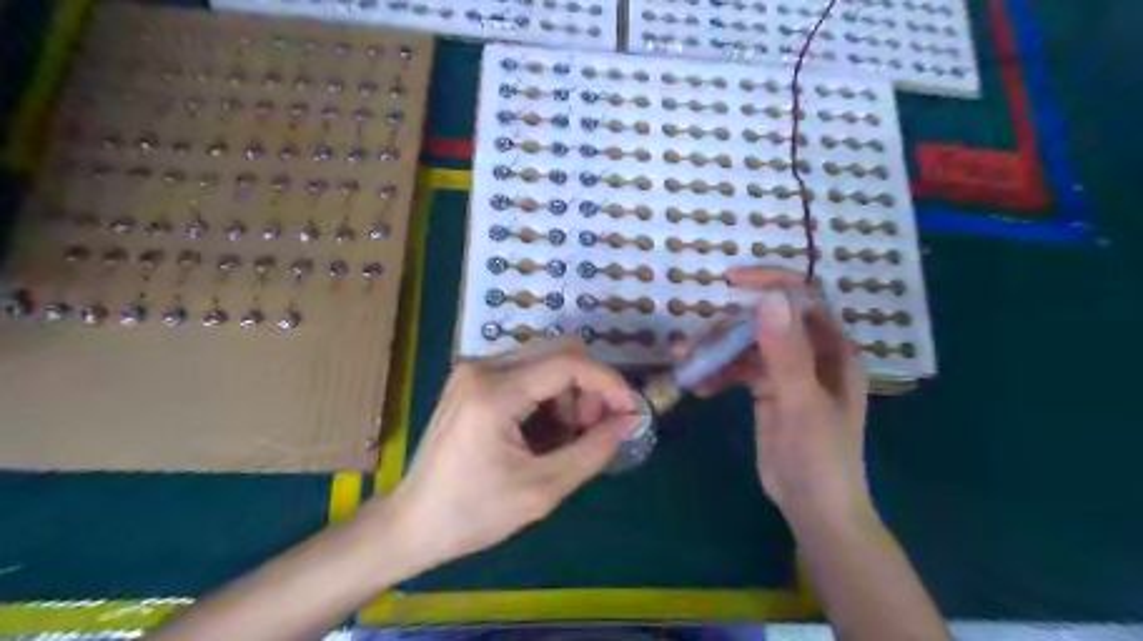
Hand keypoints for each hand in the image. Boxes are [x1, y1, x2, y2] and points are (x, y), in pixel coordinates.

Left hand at [391, 337, 641, 569]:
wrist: (412, 523)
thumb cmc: (473, 513)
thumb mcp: (542, 490)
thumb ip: (593, 451)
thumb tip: (630, 421)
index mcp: (494, 392)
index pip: (568, 363)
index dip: (608, 382)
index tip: (630, 410)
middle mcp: (482, 367)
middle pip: (559, 352)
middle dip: (589, 387)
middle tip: (597, 428)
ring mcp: (474, 370)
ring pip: (545, 360)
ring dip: (570, 392)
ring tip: (569, 436)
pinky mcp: (473, 380)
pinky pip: (526, 372)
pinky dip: (549, 396)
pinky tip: (546, 431)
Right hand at [682, 267, 871, 531]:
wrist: (814, 509)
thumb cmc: (820, 458)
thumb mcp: (802, 404)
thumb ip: (786, 353)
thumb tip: (769, 299)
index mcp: (832, 350)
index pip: (803, 299)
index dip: (772, 282)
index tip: (732, 282)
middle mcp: (811, 354)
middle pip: (767, 322)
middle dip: (729, 327)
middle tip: (694, 341)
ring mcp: (788, 372)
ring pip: (748, 345)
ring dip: (717, 351)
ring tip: (686, 362)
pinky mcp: (768, 390)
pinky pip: (739, 369)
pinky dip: (719, 373)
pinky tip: (701, 387)